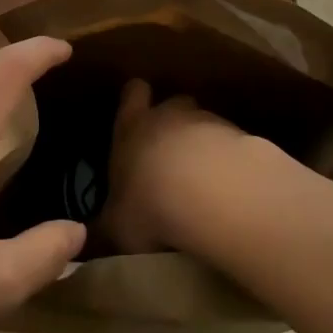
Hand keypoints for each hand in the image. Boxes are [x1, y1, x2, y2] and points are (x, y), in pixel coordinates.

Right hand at [100, 79, 255, 252]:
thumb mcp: (117, 226)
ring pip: (206, 123)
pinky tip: (231, 190)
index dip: (135, 99)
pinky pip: (234, 145)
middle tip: (171, 152)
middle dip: (174, 121)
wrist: (213, 194)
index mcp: (132, 127)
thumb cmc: (150, 203)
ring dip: (205, 145)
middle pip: (173, 102)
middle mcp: (169, 115)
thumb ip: (106, 227)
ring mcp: (209, 123)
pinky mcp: (243, 138)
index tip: (137, 112)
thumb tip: (90, 239)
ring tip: (206, 180)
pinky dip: (231, 162)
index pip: (133, 94)